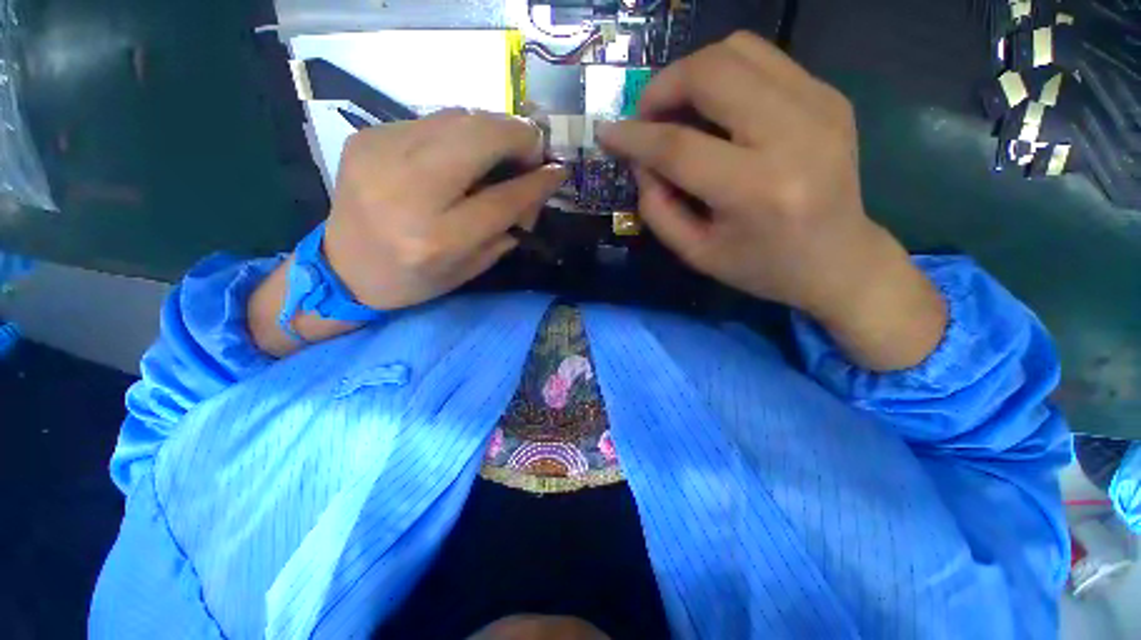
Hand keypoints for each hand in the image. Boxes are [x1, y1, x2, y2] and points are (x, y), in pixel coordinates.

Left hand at [325, 109, 566, 310]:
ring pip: (457, 118)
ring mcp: (381, 155)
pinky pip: (432, 121)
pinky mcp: (368, 137)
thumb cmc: (414, 280)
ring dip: (492, 129)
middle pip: (479, 137)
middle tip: (532, 152)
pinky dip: (460, 133)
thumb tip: (534, 188)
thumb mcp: (469, 269)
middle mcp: (408, 192)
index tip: (559, 171)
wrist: (343, 268)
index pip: (502, 198)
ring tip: (503, 151)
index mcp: (437, 239)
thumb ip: (506, 229)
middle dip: (519, 136)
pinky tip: (463, 154)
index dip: (537, 181)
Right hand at [598, 32, 945, 369]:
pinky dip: (725, 76)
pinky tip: (717, 111)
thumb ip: (657, 208)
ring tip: (678, 110)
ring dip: (693, 73)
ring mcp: (819, 106)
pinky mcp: (829, 95)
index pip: (679, 146)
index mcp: (756, 190)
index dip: (634, 136)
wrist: (839, 259)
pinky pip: (763, 60)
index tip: (607, 133)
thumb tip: (640, 161)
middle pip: (712, 72)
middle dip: (663, 87)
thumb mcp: (696, 253)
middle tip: (647, 116)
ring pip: (738, 50)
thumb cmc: (761, 266)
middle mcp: (794, 135)